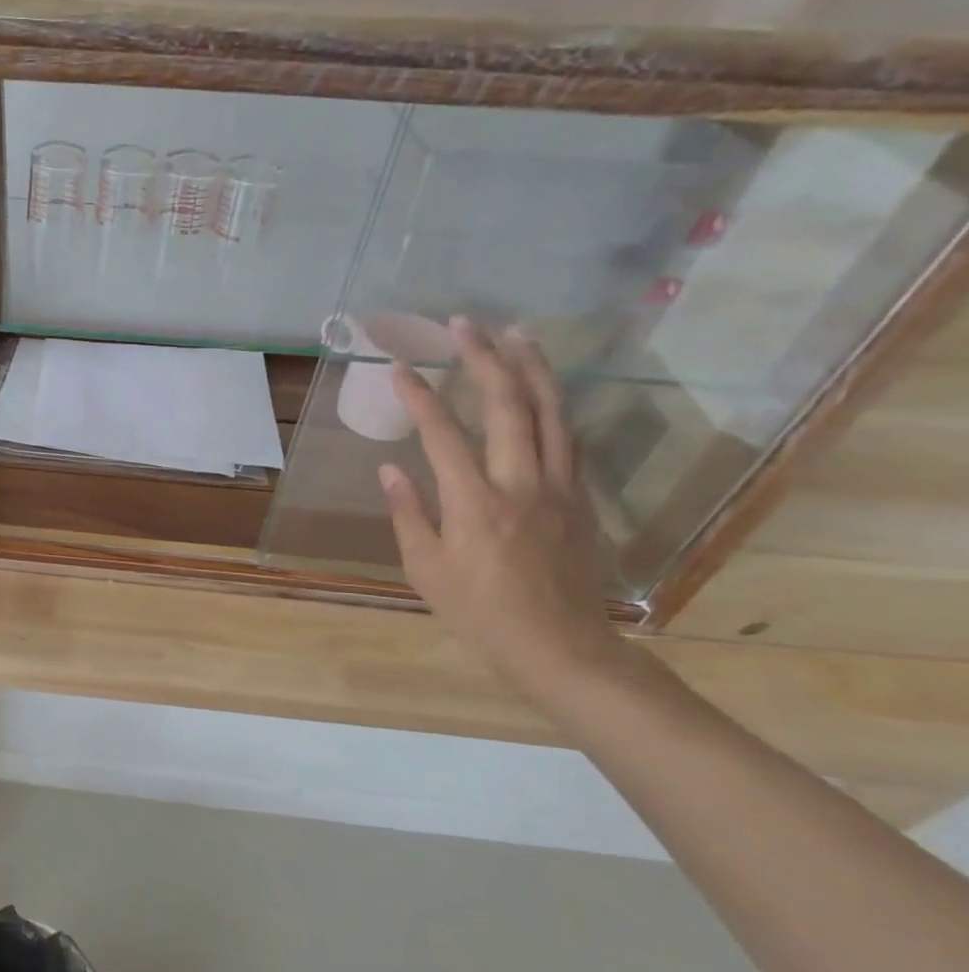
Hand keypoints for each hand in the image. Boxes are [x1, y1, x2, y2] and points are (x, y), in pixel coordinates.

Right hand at [379, 318, 628, 688]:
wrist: (563, 648)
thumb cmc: (481, 614)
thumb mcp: (426, 570)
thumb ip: (408, 514)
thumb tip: (391, 468)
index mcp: (475, 503)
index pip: (443, 435)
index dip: (419, 398)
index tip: (399, 368)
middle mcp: (522, 483)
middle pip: (508, 406)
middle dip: (484, 359)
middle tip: (466, 324)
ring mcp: (560, 488)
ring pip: (551, 413)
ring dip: (532, 368)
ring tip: (517, 334)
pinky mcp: (581, 498)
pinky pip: (569, 439)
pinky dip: (554, 405)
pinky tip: (544, 389)